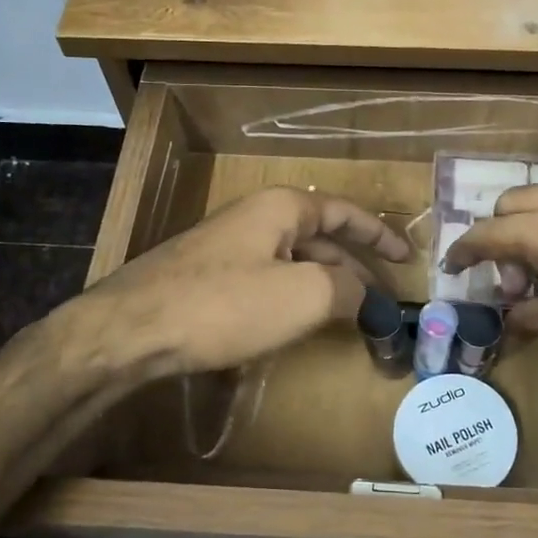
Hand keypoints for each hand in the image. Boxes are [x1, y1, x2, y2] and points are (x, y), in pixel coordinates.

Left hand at [61, 187, 410, 380]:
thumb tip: (368, 298)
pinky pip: (264, 280)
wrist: (131, 330)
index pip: (344, 213)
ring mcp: (226, 247)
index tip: (406, 258)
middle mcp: (254, 218)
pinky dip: (291, 297)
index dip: (380, 234)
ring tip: (346, 315)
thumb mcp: (304, 295)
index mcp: (281, 208)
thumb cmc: (225, 304)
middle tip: (380, 300)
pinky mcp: (206, 277)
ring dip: (322, 285)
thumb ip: (348, 290)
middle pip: (319, 237)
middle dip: (353, 267)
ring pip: (291, 261)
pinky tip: (292, 324)